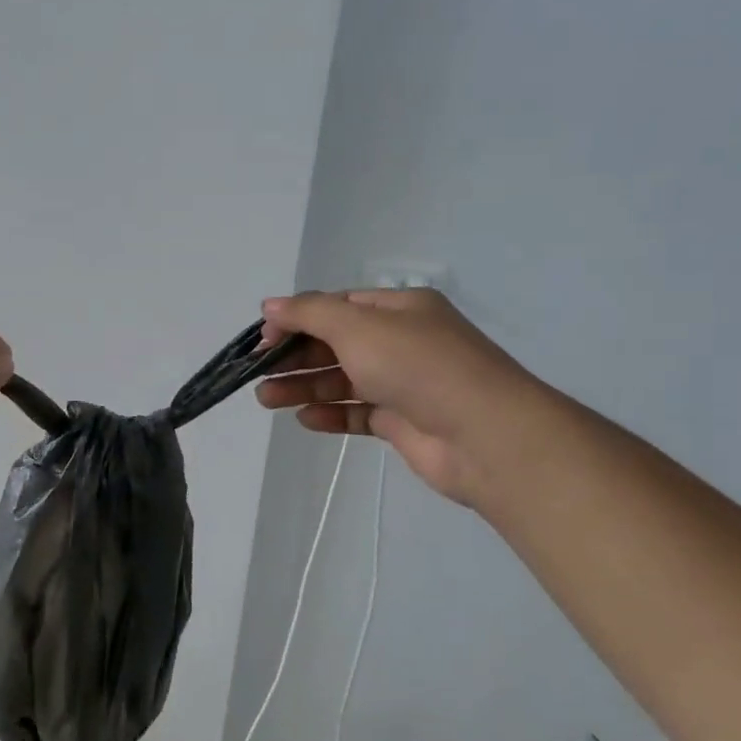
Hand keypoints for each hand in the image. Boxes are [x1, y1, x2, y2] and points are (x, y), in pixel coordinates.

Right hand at [255, 288, 536, 506]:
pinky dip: (331, 413)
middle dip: (295, 356)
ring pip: (344, 380)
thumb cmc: (417, 366)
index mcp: (399, 308)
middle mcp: (403, 341)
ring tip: (266, 399)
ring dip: (304, 386)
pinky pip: (359, 413)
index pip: (338, 305)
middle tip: (256, 373)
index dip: (298, 318)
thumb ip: (309, 313)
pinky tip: (305, 419)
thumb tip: (270, 305)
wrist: (484, 435)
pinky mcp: (404, 422)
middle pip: (337, 343)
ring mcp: (404, 384)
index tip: (263, 338)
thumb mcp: (358, 326)